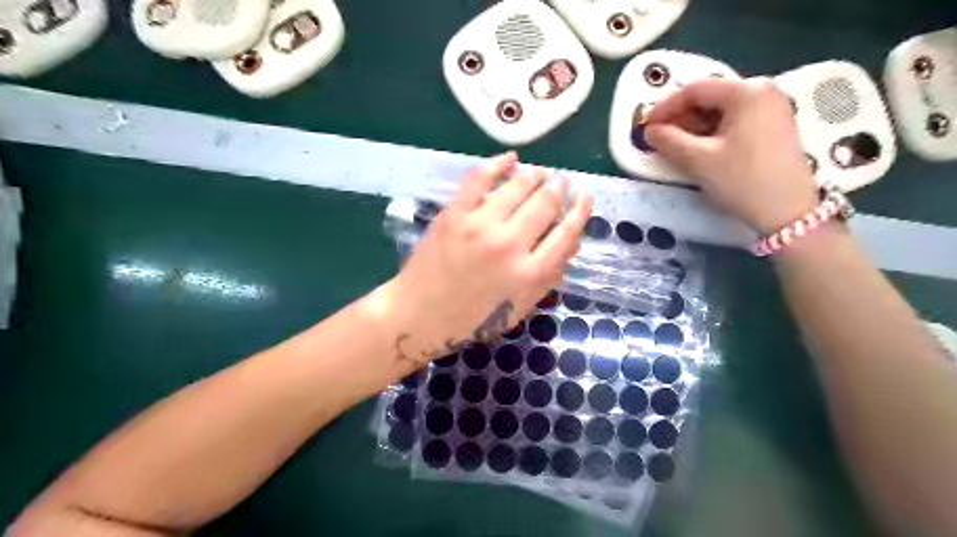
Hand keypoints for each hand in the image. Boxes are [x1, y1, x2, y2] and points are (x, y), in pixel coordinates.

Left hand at [376, 153, 591, 367]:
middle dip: (559, 188)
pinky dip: (497, 164)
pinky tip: (510, 158)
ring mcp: (480, 226)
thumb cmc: (472, 319)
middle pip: (545, 204)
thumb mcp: (519, 309)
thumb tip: (569, 243)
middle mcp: (509, 245)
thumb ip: (547, 278)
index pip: (566, 233)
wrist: (420, 315)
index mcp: (529, 274)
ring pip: (518, 187)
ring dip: (535, 175)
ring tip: (540, 172)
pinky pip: (480, 180)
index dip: (580, 211)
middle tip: (562, 182)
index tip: (585, 197)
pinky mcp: (455, 214)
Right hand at [643, 75, 814, 232]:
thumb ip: (668, 140)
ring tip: (675, 145)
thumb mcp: (698, 160)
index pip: (695, 89)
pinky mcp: (775, 126)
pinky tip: (700, 148)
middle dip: (680, 116)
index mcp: (746, 91)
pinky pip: (735, 120)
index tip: (645, 125)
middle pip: (710, 97)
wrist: (788, 212)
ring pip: (721, 110)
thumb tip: (649, 130)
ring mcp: (772, 107)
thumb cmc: (742, 180)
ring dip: (694, 125)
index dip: (665, 107)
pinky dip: (712, 131)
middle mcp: (763, 90)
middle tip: (658, 136)